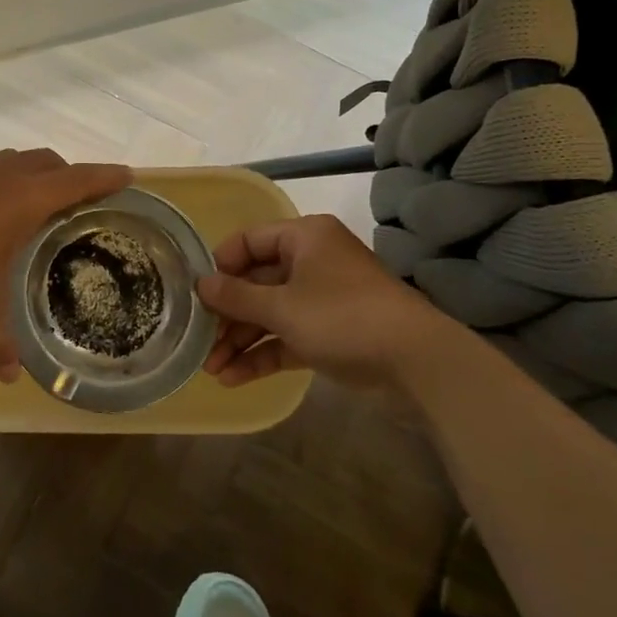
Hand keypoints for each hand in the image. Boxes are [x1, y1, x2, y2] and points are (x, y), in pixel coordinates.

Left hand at [0, 149, 132, 380]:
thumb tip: (9, 377)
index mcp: (19, 201)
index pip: (75, 181)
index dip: (103, 177)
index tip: (127, 174)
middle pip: (42, 160)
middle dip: (65, 173)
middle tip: (76, 195)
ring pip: (5, 161)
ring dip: (25, 173)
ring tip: (27, 202)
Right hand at [197, 214, 441, 387]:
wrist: (418, 363)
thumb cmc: (343, 318)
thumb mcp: (282, 307)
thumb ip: (236, 296)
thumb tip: (201, 284)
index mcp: (304, 238)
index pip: (248, 241)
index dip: (220, 266)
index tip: (198, 294)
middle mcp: (312, 261)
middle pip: (257, 282)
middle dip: (227, 315)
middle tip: (199, 339)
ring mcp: (323, 299)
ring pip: (271, 314)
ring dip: (241, 340)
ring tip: (210, 369)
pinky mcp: (331, 333)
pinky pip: (288, 337)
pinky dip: (264, 354)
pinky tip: (234, 378)